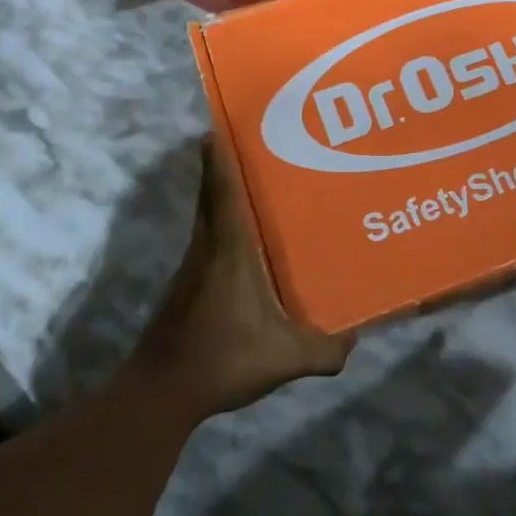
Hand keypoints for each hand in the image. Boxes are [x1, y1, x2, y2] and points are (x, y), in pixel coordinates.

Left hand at [136, 136, 352, 419]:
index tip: (223, 123)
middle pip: (213, 192)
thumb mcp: (283, 358)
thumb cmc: (222, 358)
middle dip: (227, 164)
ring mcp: (194, 265)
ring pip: (209, 214)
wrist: (160, 392)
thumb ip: (323, 350)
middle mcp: (208, 246)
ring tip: (261, 184)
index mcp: (229, 248)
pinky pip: (209, 237)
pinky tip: (249, 242)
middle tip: (257, 144)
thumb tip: (354, 340)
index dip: (220, 154)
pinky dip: (224, 224)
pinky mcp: (189, 284)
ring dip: (226, 193)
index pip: (221, 189)